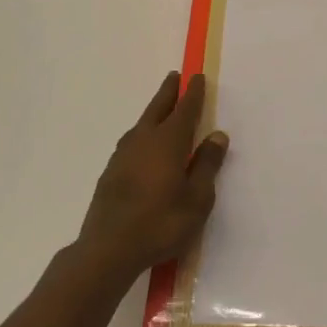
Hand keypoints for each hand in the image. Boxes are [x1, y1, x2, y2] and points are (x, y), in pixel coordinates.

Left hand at [76, 72, 226, 284]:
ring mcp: (123, 155)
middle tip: (175, 77)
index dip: (193, 93)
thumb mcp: (197, 199)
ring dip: (154, 111)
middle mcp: (143, 140)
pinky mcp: (111, 171)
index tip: (197, 77)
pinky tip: (144, 145)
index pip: (184, 110)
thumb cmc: (161, 223)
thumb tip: (217, 135)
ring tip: (162, 108)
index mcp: (168, 142)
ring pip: (142, 123)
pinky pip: (132, 141)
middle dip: (168, 92)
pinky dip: (142, 133)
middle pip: (158, 108)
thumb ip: (207, 165)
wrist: (108, 249)